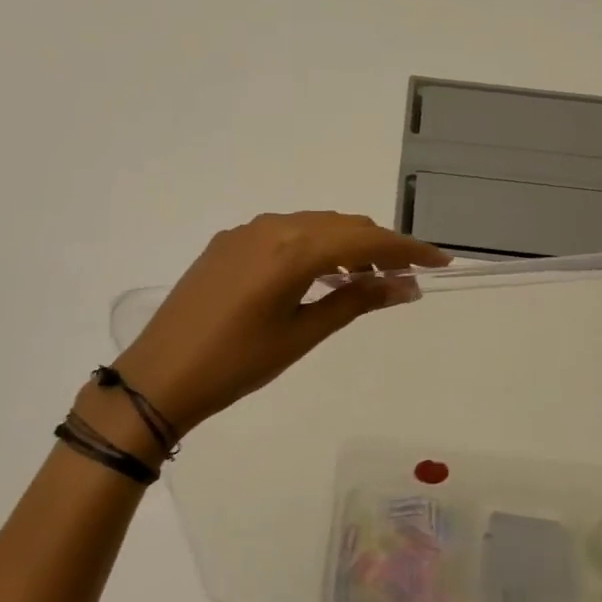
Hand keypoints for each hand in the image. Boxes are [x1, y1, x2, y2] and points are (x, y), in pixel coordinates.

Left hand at [114, 212, 449, 436]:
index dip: (407, 249)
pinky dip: (312, 247)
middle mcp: (270, 226)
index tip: (441, 262)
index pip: (365, 238)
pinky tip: (319, 274)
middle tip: (407, 275)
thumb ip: (354, 301)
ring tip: (367, 277)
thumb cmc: (236, 364)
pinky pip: (284, 233)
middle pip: (340, 224)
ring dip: (345, 244)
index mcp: (291, 248)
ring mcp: (244, 232)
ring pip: (312, 225)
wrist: (159, 377)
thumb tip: (405, 286)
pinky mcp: (227, 243)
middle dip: (380, 244)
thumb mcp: (302, 334)